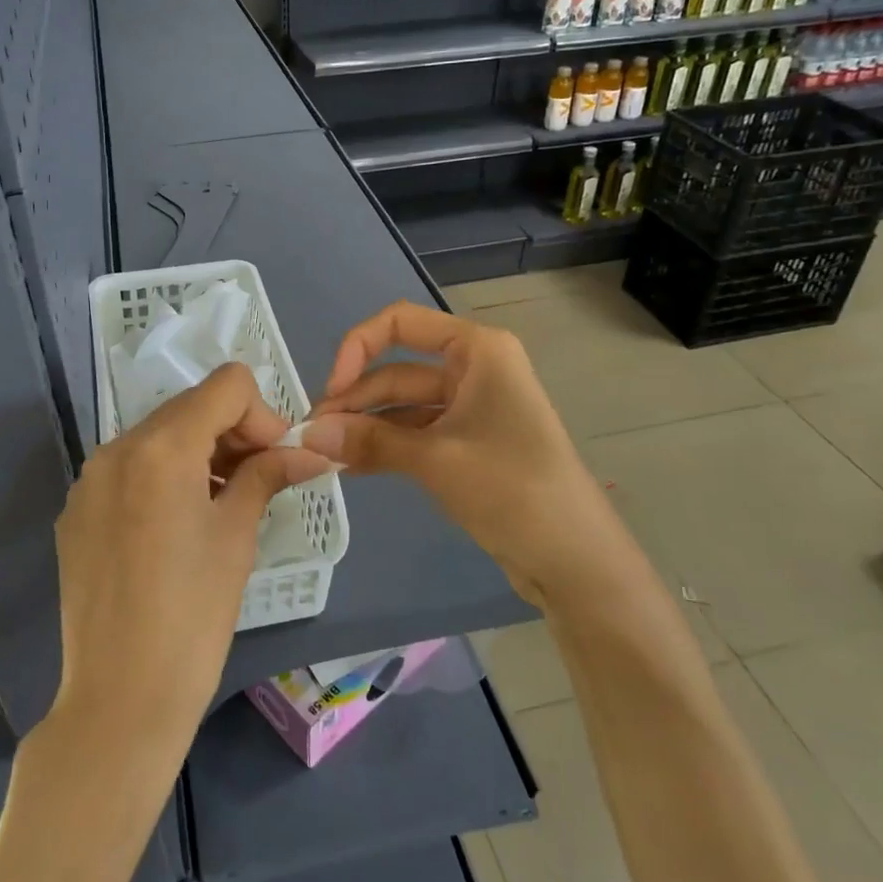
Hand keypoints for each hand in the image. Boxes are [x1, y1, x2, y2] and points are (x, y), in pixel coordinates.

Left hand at [48, 363, 333, 773]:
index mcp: (161, 447)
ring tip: (219, 506)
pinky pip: (128, 470)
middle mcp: (117, 447)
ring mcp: (89, 479)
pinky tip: (174, 530)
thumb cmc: (193, 615)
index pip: (226, 385)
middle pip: (190, 407)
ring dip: (198, 454)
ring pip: (158, 436)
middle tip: (258, 481)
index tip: (275, 460)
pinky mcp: (76, 510)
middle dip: (232, 433)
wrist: (120, 698)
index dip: (261, 414)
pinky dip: (162, 478)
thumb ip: (267, 475)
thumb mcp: (237, 536)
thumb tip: (311, 451)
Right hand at [302, 301, 604, 607]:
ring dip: (365, 426)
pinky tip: (349, 465)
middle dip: (355, 400)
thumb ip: (369, 441)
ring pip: (402, 405)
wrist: (575, 559)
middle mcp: (473, 369)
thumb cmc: (513, 489)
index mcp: (476, 350)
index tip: (332, 392)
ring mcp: (471, 408)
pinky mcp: (467, 444)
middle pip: (397, 369)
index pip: (400, 323)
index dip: (356, 348)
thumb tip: (308, 433)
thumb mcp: (435, 460)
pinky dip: (384, 446)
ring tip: (323, 453)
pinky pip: (415, 434)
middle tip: (312, 435)